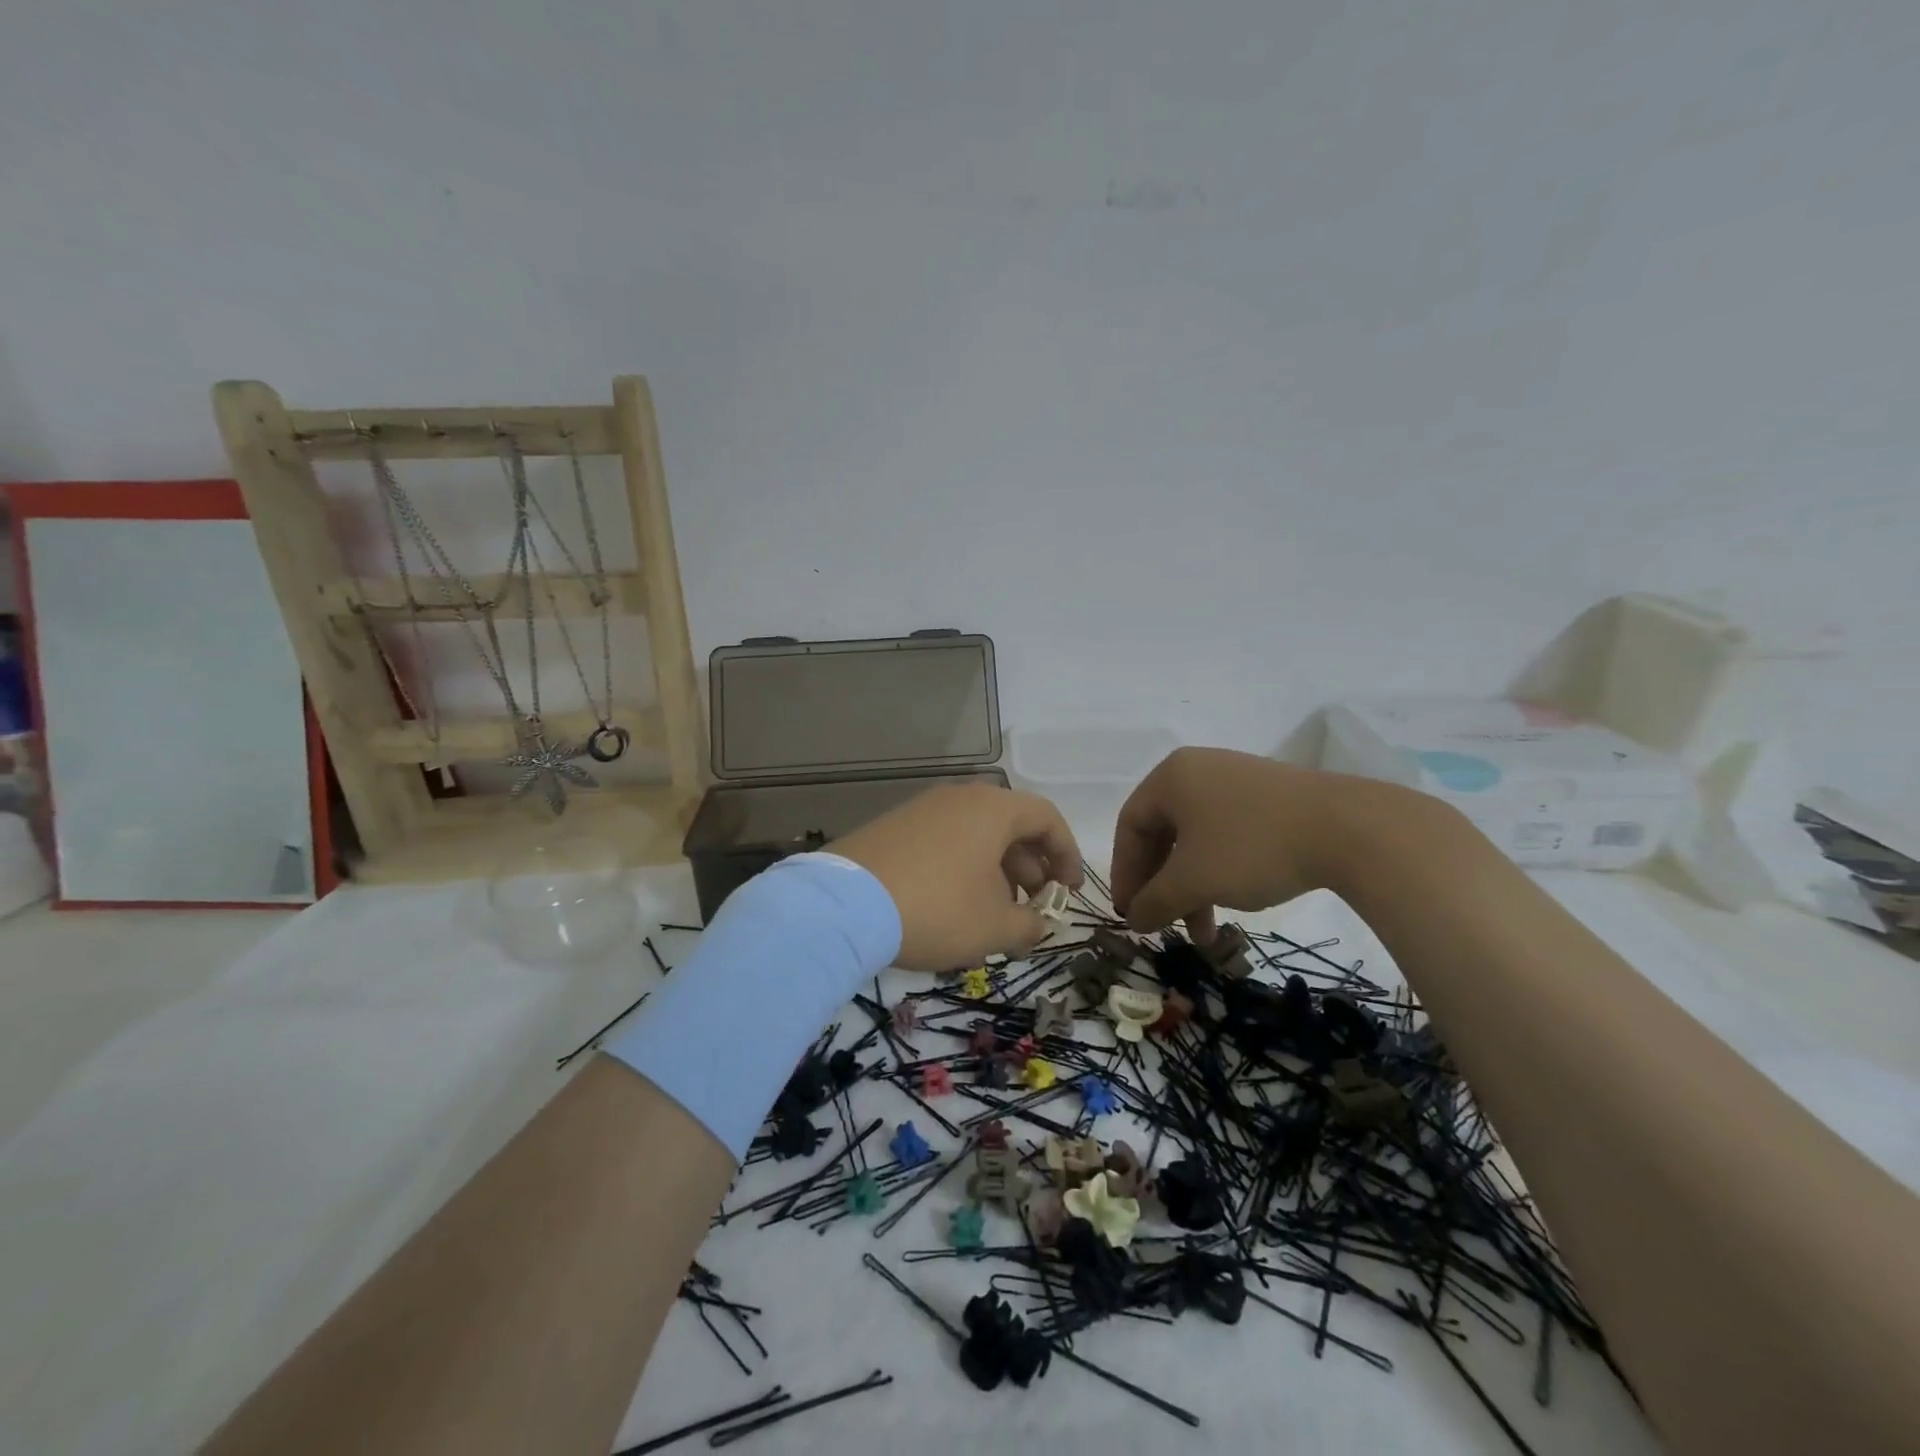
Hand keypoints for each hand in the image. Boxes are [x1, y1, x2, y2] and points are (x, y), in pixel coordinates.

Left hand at [832, 783, 1083, 970]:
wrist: (844, 906)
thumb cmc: (937, 908)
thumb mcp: (994, 927)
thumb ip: (1029, 926)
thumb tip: (1036, 925)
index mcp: (992, 809)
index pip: (1046, 818)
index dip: (1067, 854)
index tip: (1070, 892)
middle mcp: (959, 798)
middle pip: (1010, 826)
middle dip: (1030, 869)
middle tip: (1032, 909)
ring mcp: (921, 810)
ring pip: (975, 836)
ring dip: (996, 873)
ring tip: (994, 916)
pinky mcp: (893, 828)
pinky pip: (944, 843)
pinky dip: (962, 870)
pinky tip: (954, 908)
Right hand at [1111, 748, 1395, 940]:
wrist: (1349, 829)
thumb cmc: (1252, 847)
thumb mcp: (1193, 880)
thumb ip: (1154, 901)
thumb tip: (1134, 920)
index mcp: (1170, 777)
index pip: (1130, 826)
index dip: (1125, 874)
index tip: (1131, 914)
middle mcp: (1198, 770)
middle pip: (1163, 834)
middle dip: (1162, 886)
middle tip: (1163, 924)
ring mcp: (1237, 780)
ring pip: (1197, 840)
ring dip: (1193, 887)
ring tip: (1205, 933)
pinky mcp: (1270, 797)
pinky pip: (1227, 834)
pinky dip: (1220, 871)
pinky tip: (1233, 902)